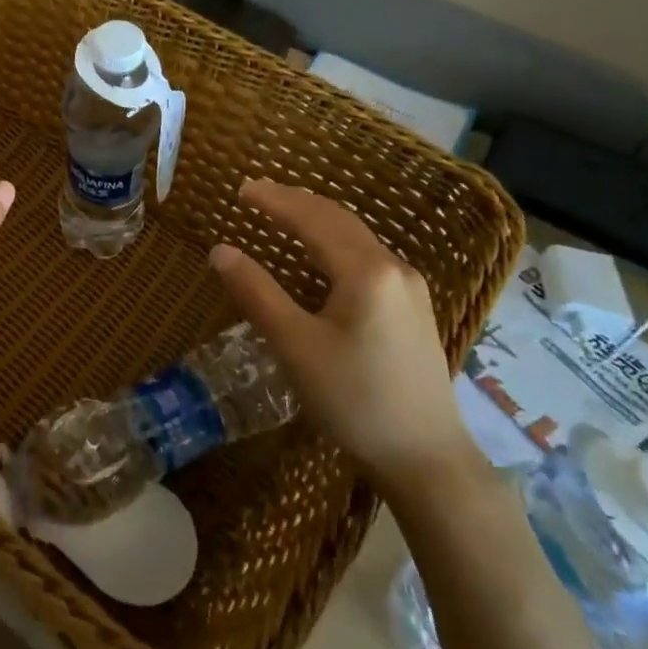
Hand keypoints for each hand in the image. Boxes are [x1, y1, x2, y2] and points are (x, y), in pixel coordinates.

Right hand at [208, 178, 481, 496]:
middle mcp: (394, 268)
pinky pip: (367, 258)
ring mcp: (409, 289)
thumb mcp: (295, 346)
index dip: (275, 201)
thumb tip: (220, 251)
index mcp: (366, 271)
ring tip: (283, 213)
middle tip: (258, 193)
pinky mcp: (413, 311)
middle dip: (296, 202)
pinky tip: (321, 256)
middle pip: (339, 220)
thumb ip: (256, 293)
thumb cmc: (354, 400)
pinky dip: (334, 243)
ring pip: (356, 238)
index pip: (312, 219)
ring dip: (317, 220)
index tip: (241, 189)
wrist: (427, 459)